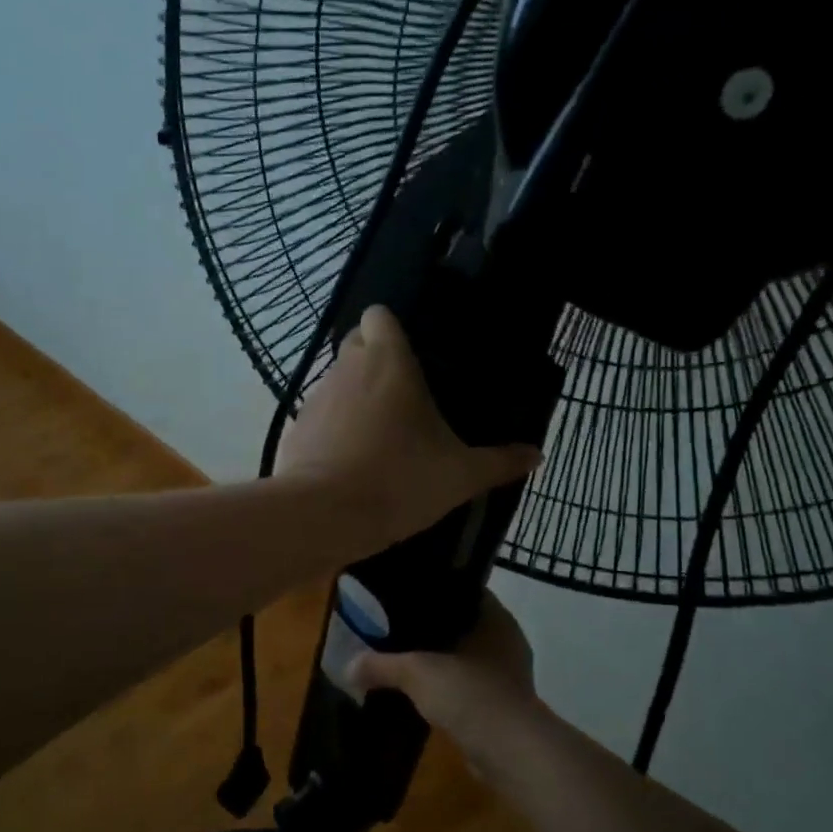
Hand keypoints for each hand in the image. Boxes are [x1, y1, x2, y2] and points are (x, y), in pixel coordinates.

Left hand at [274, 305, 541, 551]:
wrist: (323, 517)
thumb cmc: (398, 481)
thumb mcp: (460, 476)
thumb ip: (499, 462)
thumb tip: (537, 454)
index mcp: (388, 362)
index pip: (378, 314)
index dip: (391, 328)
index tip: (410, 353)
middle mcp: (347, 368)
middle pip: (357, 343)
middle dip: (375, 358)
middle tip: (402, 395)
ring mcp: (316, 397)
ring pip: (337, 379)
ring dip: (354, 394)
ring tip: (378, 432)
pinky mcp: (295, 428)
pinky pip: (318, 415)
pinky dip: (332, 427)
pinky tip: (347, 459)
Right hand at [346, 591, 543, 772]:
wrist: (509, 751)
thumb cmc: (469, 693)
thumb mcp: (417, 672)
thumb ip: (381, 664)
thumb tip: (348, 666)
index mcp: (494, 616)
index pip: (463, 589)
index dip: (434, 589)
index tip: (405, 593)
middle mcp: (505, 638)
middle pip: (462, 623)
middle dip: (432, 627)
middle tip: (395, 626)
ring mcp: (506, 673)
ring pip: (465, 656)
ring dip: (441, 659)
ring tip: (403, 657)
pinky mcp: (502, 703)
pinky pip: (469, 684)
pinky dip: (449, 687)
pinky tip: (422, 691)